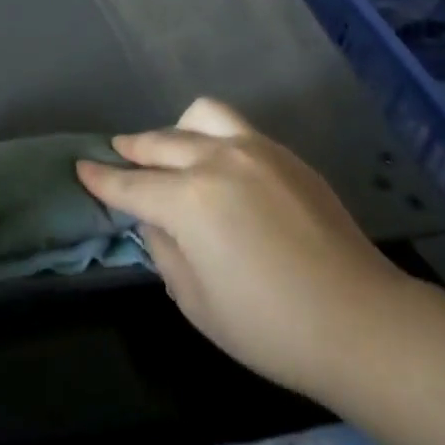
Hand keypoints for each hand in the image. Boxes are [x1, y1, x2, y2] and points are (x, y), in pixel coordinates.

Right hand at [77, 97, 404, 394]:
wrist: (363, 323)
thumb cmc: (270, 328)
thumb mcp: (196, 302)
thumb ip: (164, 251)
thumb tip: (156, 221)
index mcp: (188, 199)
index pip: (130, 184)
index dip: (101, 179)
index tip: (81, 168)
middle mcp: (216, 160)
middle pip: (160, 143)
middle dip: (132, 149)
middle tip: (118, 154)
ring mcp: (255, 150)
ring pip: (199, 116)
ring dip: (176, 131)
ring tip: (172, 150)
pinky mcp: (285, 155)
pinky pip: (236, 129)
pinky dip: (213, 138)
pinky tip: (220, 165)